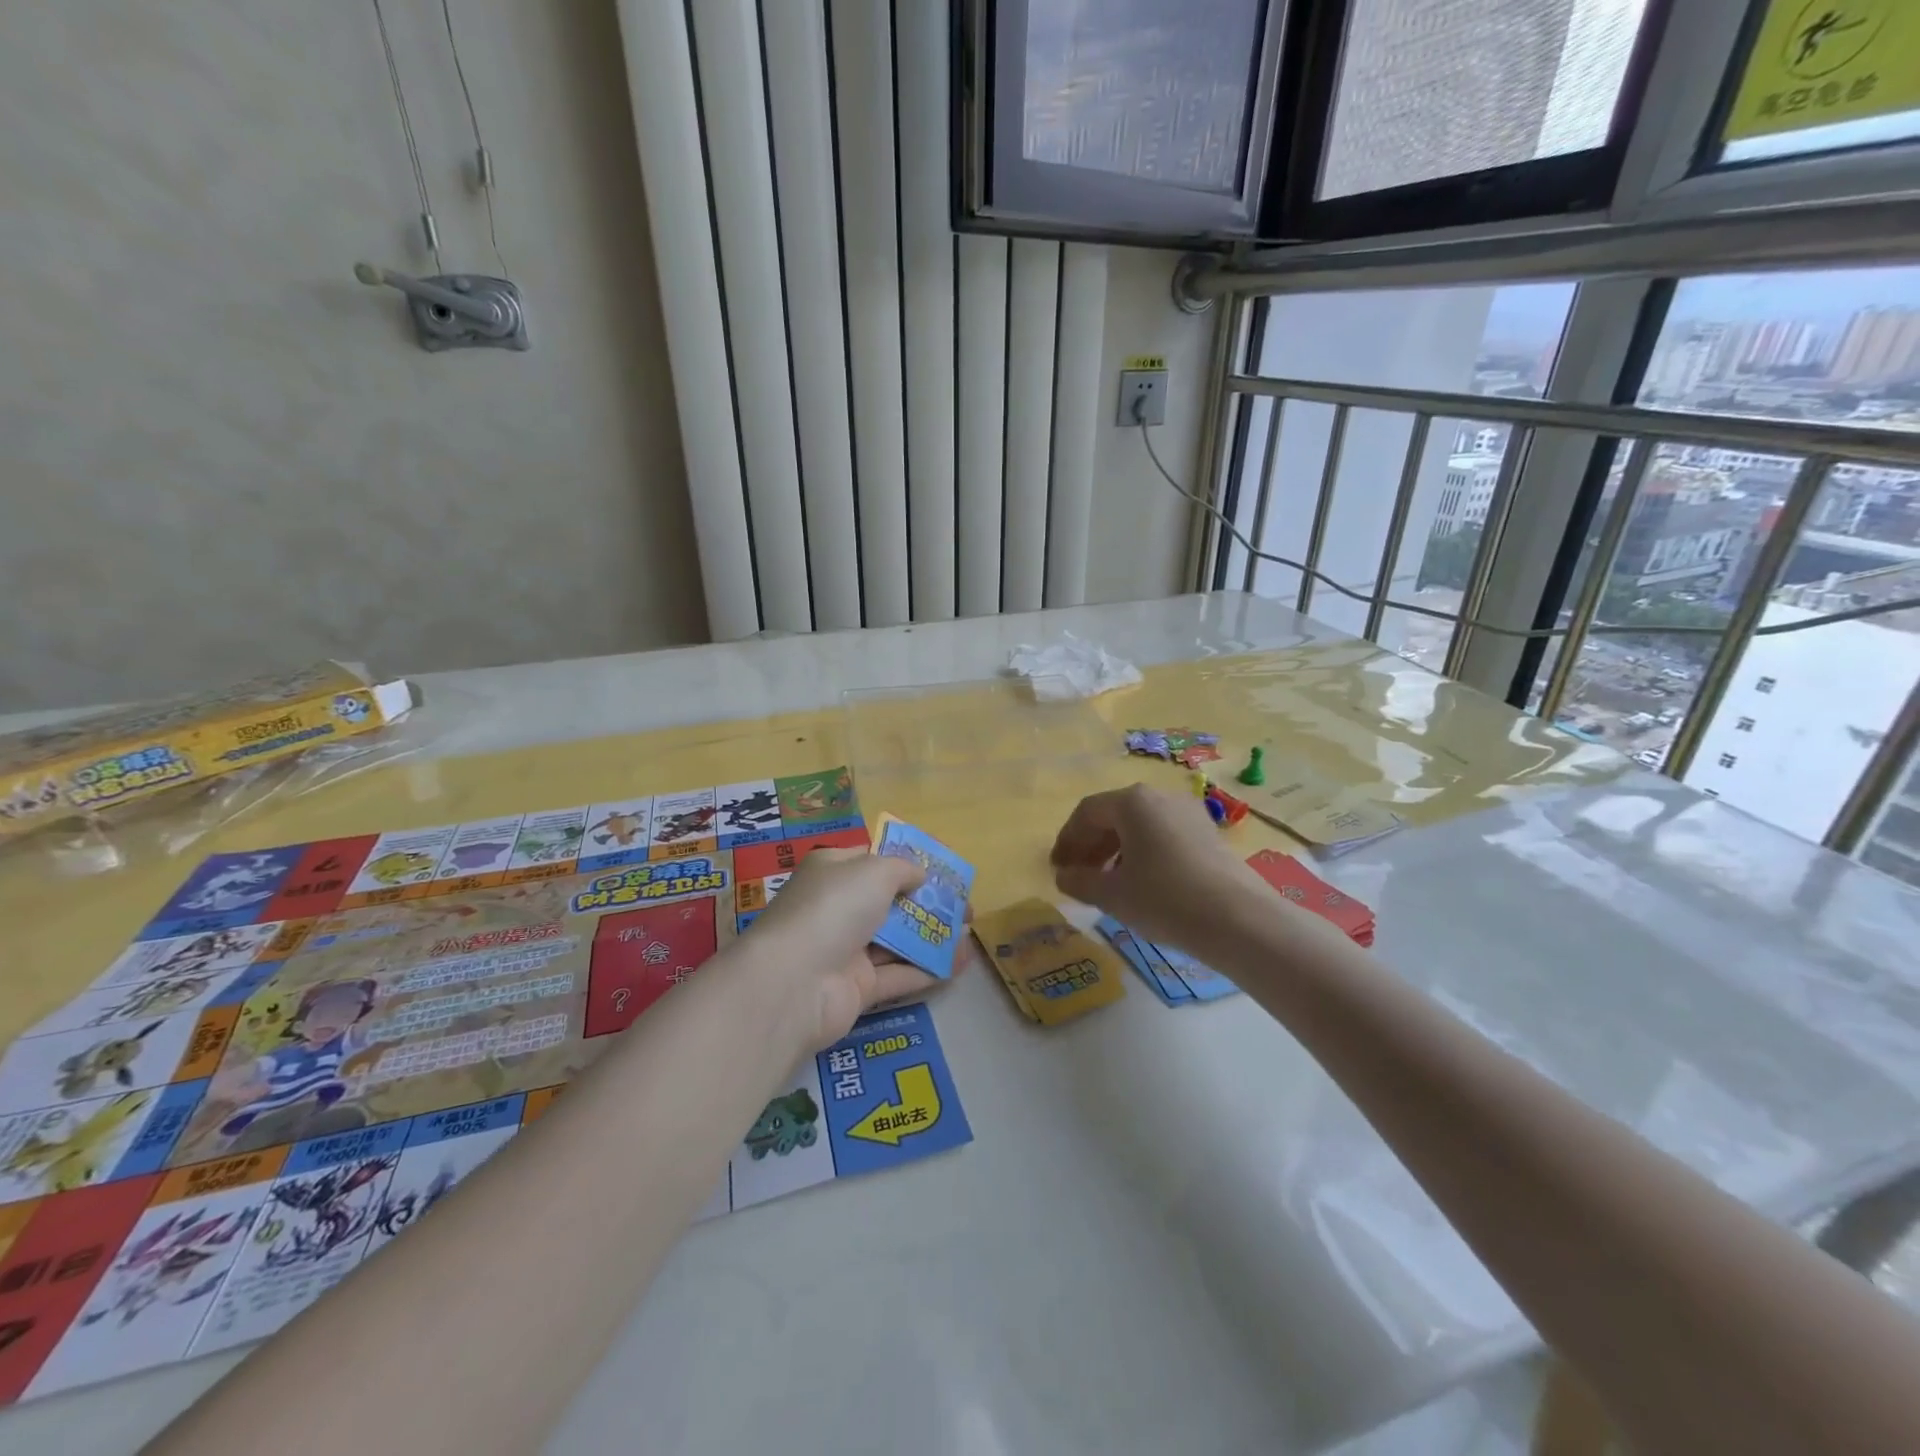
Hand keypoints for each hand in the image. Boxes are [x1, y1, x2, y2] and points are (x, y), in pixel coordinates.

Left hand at [738, 847, 953, 1050]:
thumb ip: (903, 868)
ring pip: (897, 940)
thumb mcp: (874, 871)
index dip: (908, 862)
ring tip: (971, 935)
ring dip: (933, 937)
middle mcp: (838, 907)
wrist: (793, 983)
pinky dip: (927, 969)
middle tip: (966, 907)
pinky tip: (958, 965)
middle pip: (890, 902)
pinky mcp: (857, 988)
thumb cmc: (834, 908)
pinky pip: (898, 975)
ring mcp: (847, 950)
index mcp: (834, 871)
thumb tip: (919, 875)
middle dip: (928, 903)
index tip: (942, 868)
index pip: (873, 860)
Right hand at [1050, 784, 1273, 951]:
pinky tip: (1143, 884)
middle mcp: (1160, 797)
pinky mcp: (1210, 834)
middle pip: (1114, 816)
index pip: (1087, 813)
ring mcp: (1189, 813)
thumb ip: (1080, 881)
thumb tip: (1063, 876)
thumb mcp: (1113, 895)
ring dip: (1117, 851)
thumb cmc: (1164, 899)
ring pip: (1141, 826)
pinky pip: (1164, 836)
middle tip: (1078, 875)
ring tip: (1108, 883)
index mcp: (1132, 802)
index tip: (1057, 867)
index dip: (1067, 840)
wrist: (1239, 920)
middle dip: (1091, 845)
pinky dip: (1144, 854)